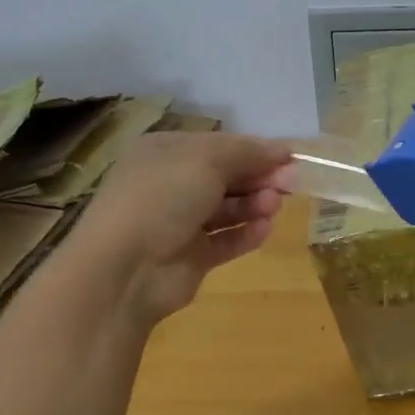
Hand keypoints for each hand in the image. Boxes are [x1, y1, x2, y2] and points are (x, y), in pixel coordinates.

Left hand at [71, 132, 293, 327]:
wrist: (124, 269)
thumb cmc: (162, 197)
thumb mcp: (207, 160)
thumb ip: (248, 152)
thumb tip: (284, 150)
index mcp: (166, 152)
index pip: (220, 145)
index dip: (255, 150)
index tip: (289, 158)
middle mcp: (171, 184)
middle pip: (226, 176)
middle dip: (259, 178)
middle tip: (290, 184)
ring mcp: (179, 223)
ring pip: (227, 208)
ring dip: (254, 204)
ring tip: (272, 207)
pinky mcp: (190, 257)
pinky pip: (225, 240)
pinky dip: (246, 233)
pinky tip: (264, 229)